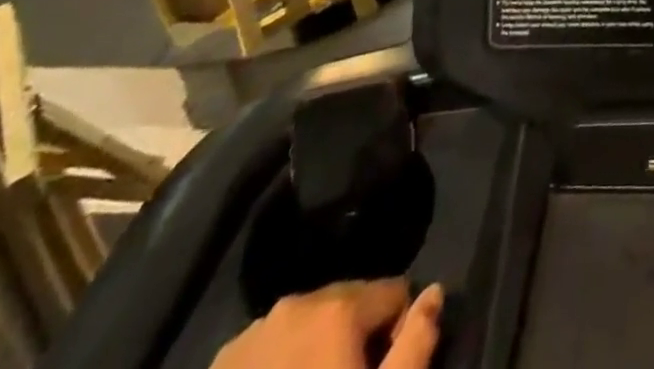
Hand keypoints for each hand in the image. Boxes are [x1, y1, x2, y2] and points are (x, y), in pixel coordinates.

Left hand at [211, 279, 441, 368]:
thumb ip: (417, 342)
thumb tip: (434, 292)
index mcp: (339, 307)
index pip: (394, 291)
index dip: (396, 333)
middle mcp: (297, 303)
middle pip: (348, 302)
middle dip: (353, 338)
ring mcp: (252, 333)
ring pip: (306, 323)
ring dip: (315, 349)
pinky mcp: (218, 364)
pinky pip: (267, 346)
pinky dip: (278, 365)